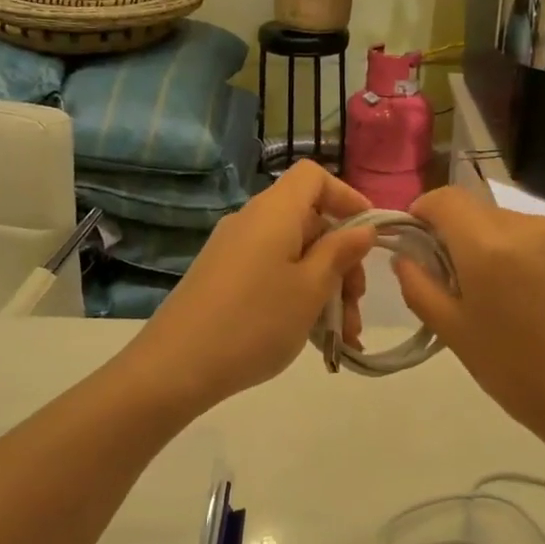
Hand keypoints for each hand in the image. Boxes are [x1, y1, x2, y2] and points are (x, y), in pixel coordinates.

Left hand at [122, 160, 376, 412]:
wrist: (175, 366)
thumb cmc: (255, 321)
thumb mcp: (311, 289)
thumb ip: (340, 253)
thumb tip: (362, 229)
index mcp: (274, 212)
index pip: (313, 176)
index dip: (346, 197)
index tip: (369, 235)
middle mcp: (251, 221)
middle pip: (309, 221)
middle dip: (342, 259)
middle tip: (356, 305)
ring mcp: (233, 250)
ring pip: (294, 254)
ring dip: (325, 286)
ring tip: (342, 335)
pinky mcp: (222, 278)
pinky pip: (272, 273)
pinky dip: (298, 295)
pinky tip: (313, 337)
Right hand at [392, 187, 544, 454]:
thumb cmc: (518, 372)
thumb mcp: (454, 333)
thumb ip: (420, 286)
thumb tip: (404, 256)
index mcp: (489, 246)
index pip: (445, 199)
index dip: (422, 212)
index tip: (416, 242)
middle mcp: (526, 225)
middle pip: (475, 210)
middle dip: (455, 234)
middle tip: (453, 280)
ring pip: (506, 222)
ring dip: (489, 244)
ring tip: (495, 293)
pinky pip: (536, 235)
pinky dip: (519, 252)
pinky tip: (527, 294)